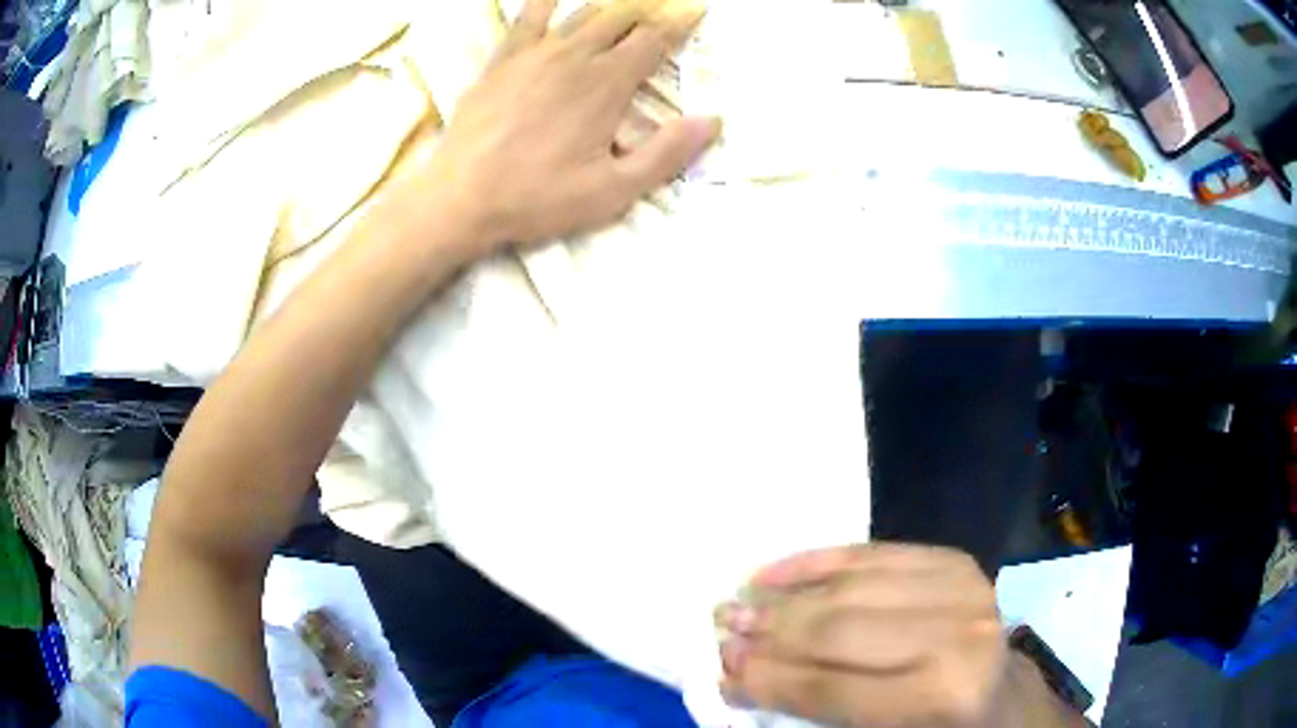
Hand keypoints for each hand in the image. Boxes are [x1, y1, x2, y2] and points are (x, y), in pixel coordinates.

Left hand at [426, 0, 719, 249]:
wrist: (461, 198)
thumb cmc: (539, 199)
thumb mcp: (613, 191)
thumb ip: (666, 154)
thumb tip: (711, 121)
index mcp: (607, 84)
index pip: (654, 39)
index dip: (679, 22)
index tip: (695, 11)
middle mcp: (575, 56)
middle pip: (622, 17)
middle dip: (649, 9)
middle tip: (664, 8)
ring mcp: (535, 54)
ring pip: (583, 13)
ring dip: (611, 5)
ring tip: (626, 5)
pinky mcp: (503, 60)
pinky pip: (527, 18)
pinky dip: (546, 2)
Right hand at [718, 544, 1015, 727]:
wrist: (1005, 698)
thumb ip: (815, 709)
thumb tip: (738, 677)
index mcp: (939, 696)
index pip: (829, 688)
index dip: (767, 680)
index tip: (719, 672)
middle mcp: (955, 636)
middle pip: (837, 630)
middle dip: (768, 633)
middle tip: (720, 628)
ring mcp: (961, 589)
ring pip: (850, 586)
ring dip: (786, 596)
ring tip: (740, 601)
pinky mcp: (955, 562)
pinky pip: (874, 553)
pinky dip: (820, 561)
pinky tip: (778, 569)